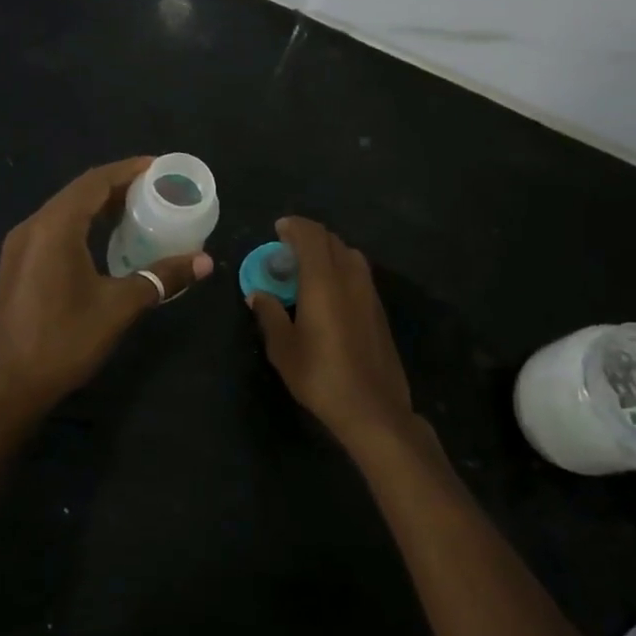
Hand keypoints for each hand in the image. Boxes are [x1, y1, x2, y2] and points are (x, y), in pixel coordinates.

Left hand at [0, 157, 212, 413]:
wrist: (5, 389)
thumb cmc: (63, 341)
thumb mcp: (119, 307)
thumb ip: (161, 278)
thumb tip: (204, 261)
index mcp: (54, 227)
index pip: (95, 182)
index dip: (128, 170)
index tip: (159, 167)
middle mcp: (32, 227)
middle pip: (79, 192)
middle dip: (117, 185)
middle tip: (156, 189)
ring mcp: (20, 247)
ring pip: (65, 211)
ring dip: (99, 206)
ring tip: (138, 209)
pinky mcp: (17, 266)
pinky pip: (55, 230)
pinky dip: (84, 224)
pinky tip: (106, 241)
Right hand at [247, 217, 415, 447]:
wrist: (373, 408)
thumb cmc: (321, 376)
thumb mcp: (283, 348)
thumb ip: (269, 314)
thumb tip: (257, 294)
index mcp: (323, 280)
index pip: (311, 236)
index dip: (294, 227)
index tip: (278, 229)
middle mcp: (350, 277)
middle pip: (331, 240)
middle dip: (309, 237)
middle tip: (287, 249)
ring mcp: (369, 292)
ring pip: (349, 254)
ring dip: (327, 251)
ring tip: (307, 268)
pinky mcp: (378, 309)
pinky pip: (358, 273)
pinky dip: (340, 268)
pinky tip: (328, 291)